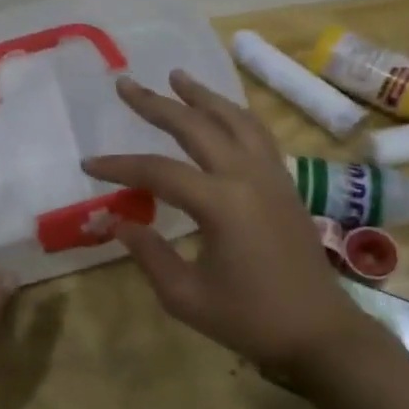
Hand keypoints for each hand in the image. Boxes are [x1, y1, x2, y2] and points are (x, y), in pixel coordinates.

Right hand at [85, 71, 370, 378]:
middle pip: (196, 126)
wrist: (319, 331)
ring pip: (234, 119)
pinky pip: (257, 133)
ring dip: (202, 96)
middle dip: (157, 104)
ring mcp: (271, 174)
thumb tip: (114, 222)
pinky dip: (234, 114)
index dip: (119, 166)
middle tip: (127, 83)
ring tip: (177, 76)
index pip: (158, 171)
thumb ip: (148, 253)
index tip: (89, 164)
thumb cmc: (250, 319)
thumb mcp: (186, 296)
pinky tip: (222, 112)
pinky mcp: (285, 182)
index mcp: (221, 203)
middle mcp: (247, 175)